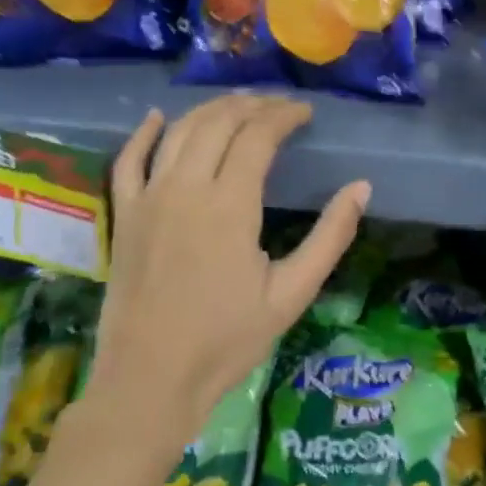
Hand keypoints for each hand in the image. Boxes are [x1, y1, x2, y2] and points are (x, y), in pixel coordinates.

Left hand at [78, 96, 369, 447]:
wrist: (150, 380)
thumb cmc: (228, 341)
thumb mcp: (292, 294)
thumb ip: (330, 237)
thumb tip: (362, 187)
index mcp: (230, 205)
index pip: (258, 136)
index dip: (284, 116)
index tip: (305, 112)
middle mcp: (186, 188)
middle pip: (218, 123)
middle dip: (252, 105)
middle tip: (278, 106)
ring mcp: (148, 199)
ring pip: (178, 132)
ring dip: (210, 110)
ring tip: (238, 105)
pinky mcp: (124, 216)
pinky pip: (128, 160)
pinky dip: (144, 133)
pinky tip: (158, 117)